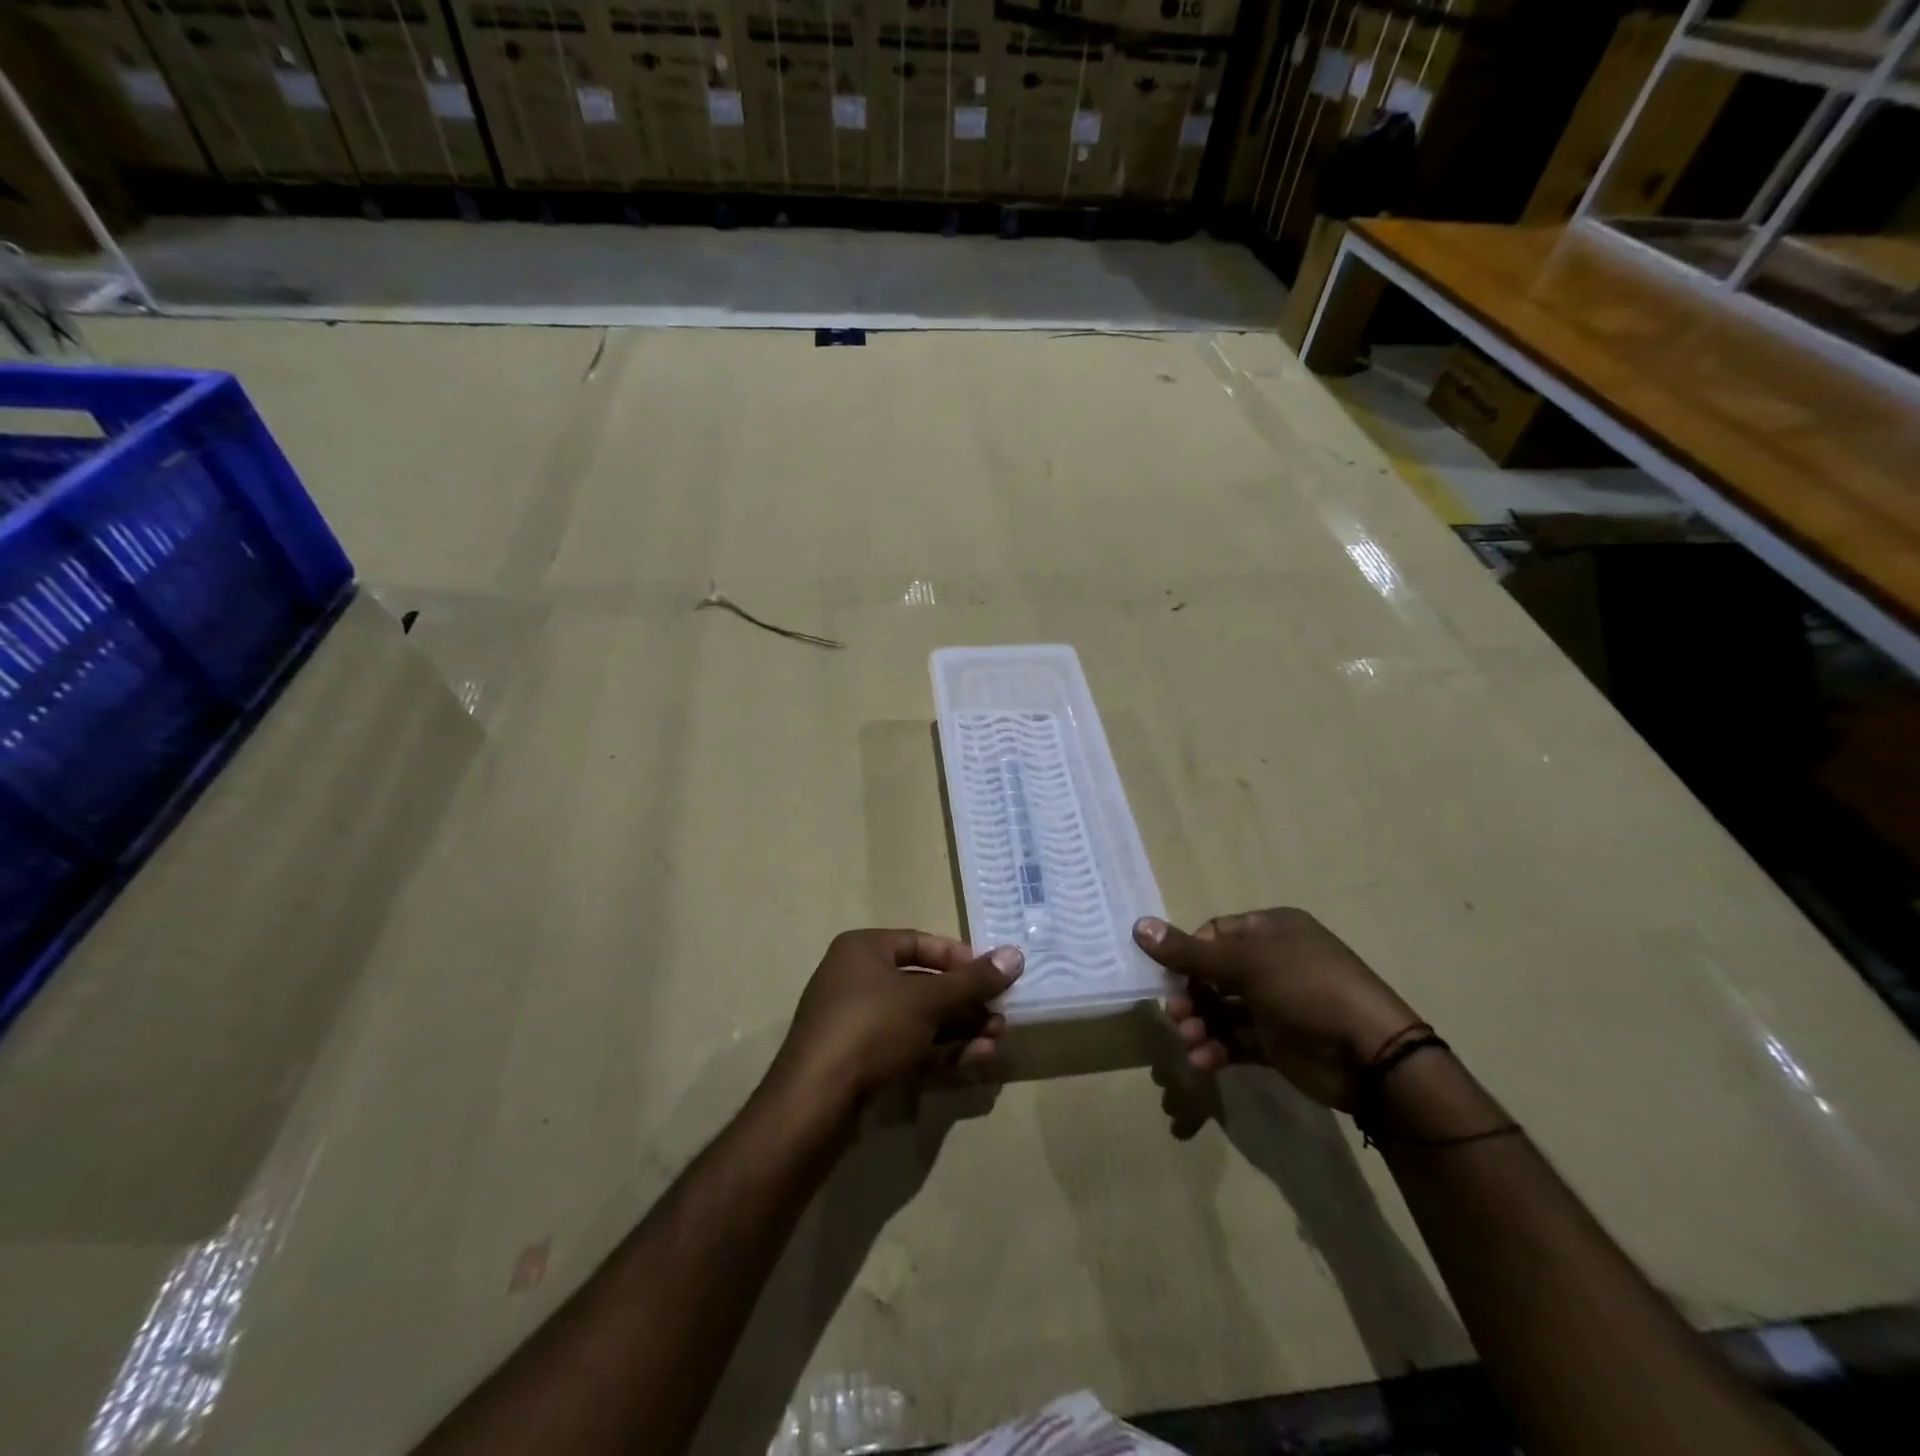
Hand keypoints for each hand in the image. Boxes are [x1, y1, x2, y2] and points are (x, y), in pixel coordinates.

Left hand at [770, 929, 1023, 1110]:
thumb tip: (1016, 955)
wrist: (815, 1102)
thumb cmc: (871, 1028)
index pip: (920, 943)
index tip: (992, 975)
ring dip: (960, 1031)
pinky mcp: (862, 1064)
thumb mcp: (927, 1000)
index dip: (959, 958)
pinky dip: (941, 1054)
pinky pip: (909, 1049)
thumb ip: (972, 981)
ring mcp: (858, 1025)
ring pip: (920, 1022)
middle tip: (1001, 1016)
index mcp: (863, 950)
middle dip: (966, 1003)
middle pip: (924, 986)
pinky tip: (976, 1061)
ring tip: (996, 1042)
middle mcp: (857, 980)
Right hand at [1134, 909, 1422, 1110]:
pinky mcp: (1278, 1043)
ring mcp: (1276, 1004)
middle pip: (1214, 974)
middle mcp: (1273, 963)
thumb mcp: (1246, 964)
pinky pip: (1237, 1040)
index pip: (1214, 935)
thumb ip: (1189, 952)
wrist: (1370, 1056)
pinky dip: (1217, 1048)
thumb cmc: (1306, 989)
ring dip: (1200, 1024)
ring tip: (1189, 1040)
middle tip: (1176, 1014)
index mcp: (1271, 930)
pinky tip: (1203, 1061)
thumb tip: (1138, 927)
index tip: (1167, 975)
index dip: (1188, 953)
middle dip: (1190, 994)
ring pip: (1222, 1010)